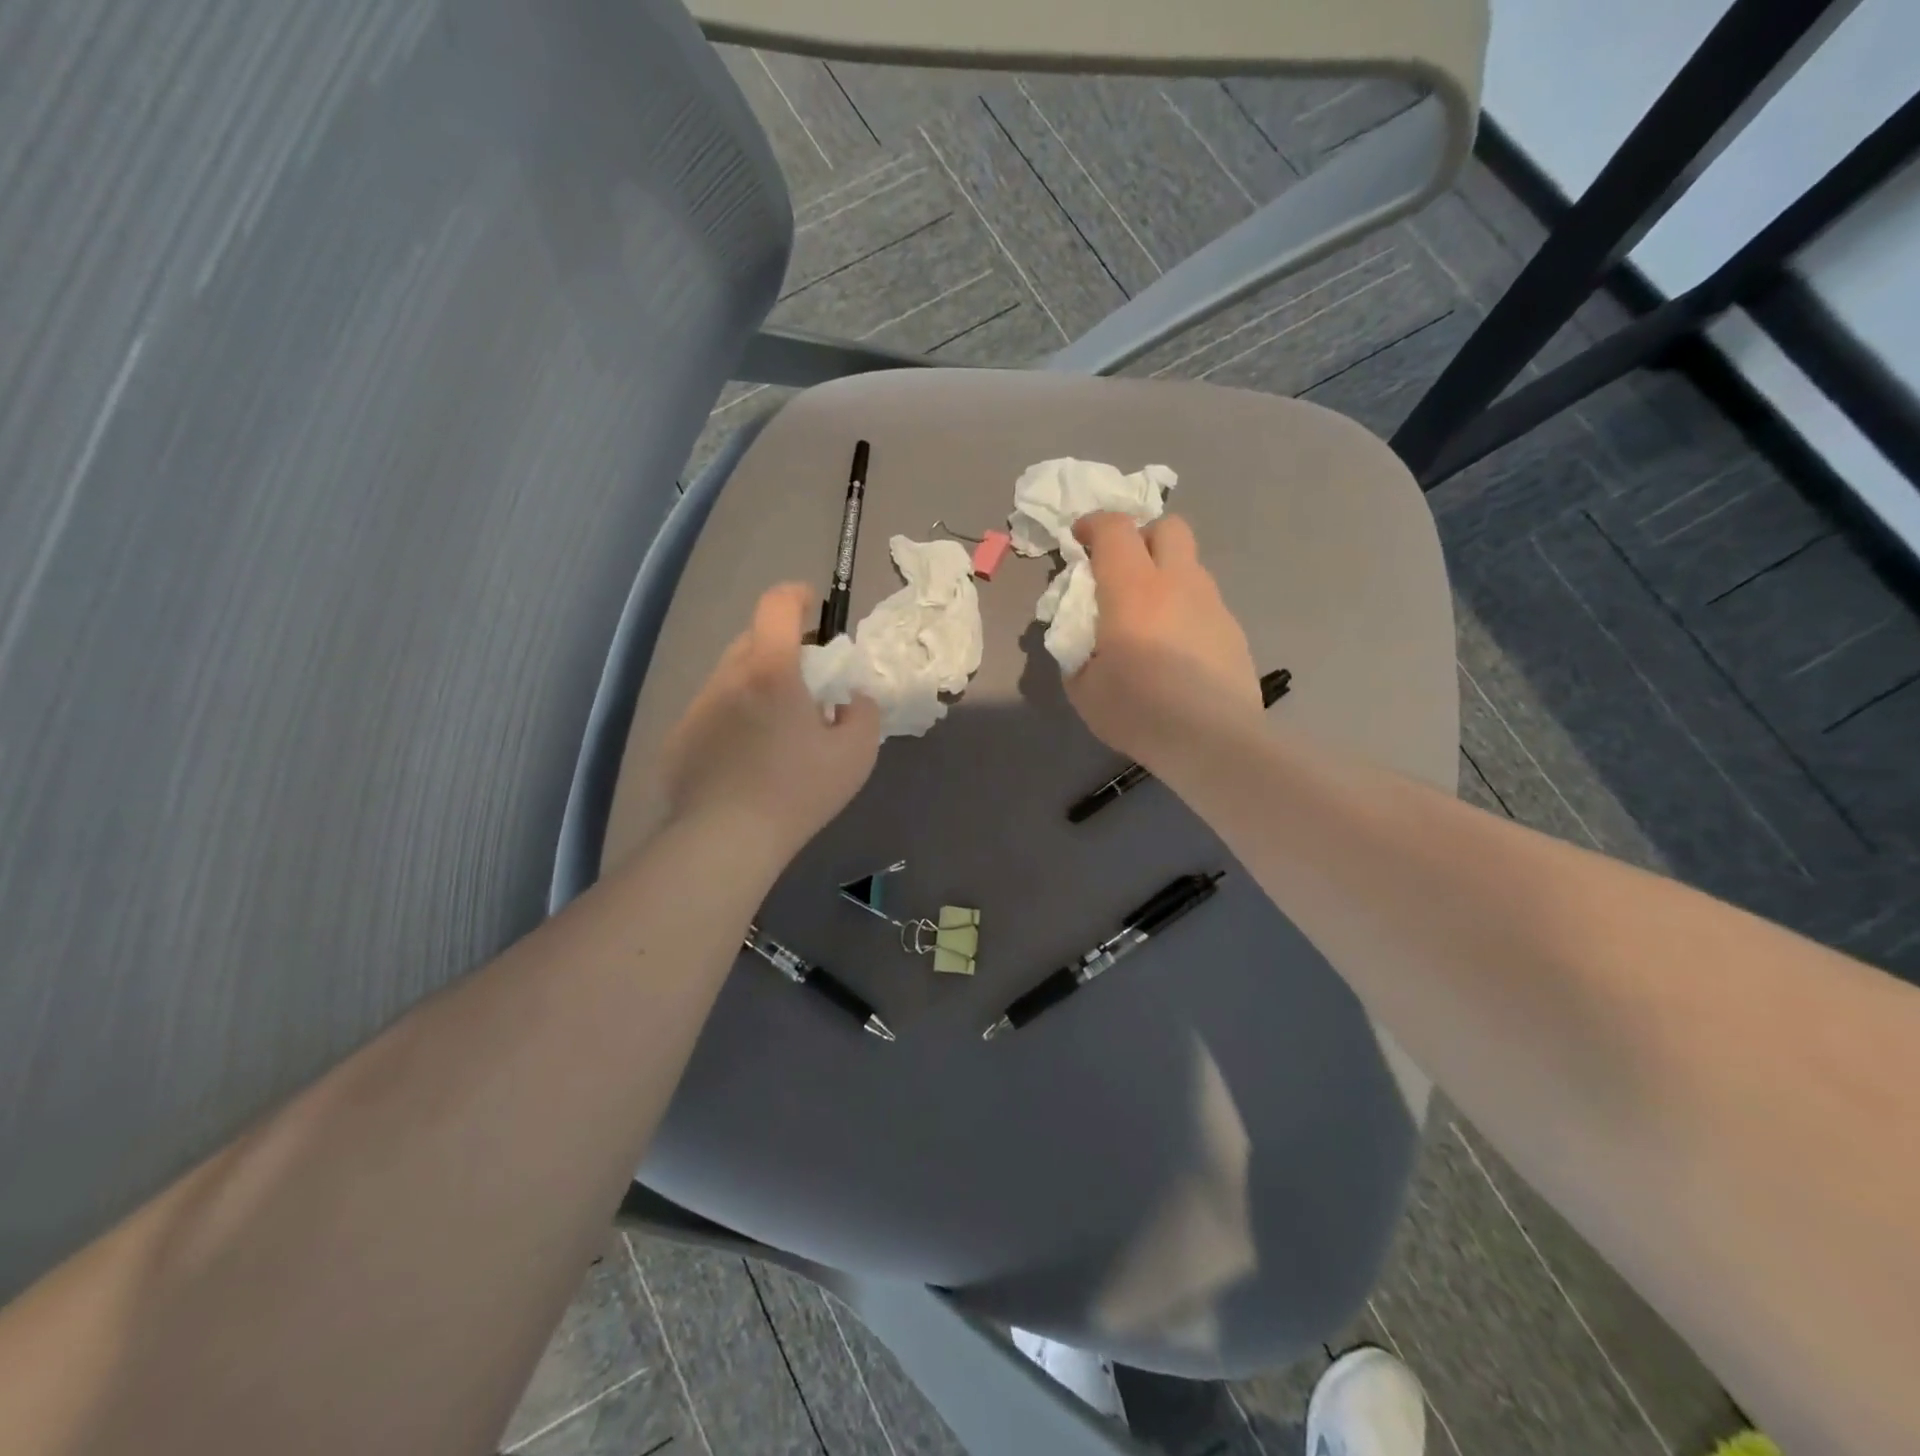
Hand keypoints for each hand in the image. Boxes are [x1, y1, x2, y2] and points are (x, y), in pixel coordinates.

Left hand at [661, 583, 880, 857]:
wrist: (725, 840)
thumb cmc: (797, 791)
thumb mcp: (856, 753)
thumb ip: (864, 712)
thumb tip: (851, 697)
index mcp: (771, 671)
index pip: (777, 605)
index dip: (797, 596)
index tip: (814, 607)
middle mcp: (727, 678)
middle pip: (752, 640)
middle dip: (782, 647)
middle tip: (805, 683)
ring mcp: (697, 708)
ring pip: (730, 677)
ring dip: (756, 685)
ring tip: (775, 727)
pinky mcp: (679, 739)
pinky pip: (712, 712)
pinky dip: (733, 718)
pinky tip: (745, 759)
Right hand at [1065, 513, 1262, 767]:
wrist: (1212, 741)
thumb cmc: (1138, 711)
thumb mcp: (1084, 688)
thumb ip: (1077, 652)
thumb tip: (1083, 641)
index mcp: (1133, 589)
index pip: (1115, 529)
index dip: (1093, 524)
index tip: (1079, 539)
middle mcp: (1178, 583)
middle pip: (1168, 527)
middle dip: (1142, 536)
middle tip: (1122, 569)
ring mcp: (1212, 604)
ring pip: (1190, 566)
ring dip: (1165, 575)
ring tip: (1149, 619)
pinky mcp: (1233, 630)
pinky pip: (1204, 602)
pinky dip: (1185, 609)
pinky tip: (1177, 650)